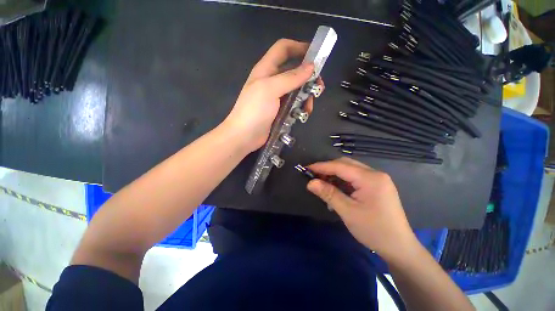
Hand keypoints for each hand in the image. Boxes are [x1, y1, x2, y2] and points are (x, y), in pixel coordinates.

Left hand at [223, 39, 322, 152]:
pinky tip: (303, 114)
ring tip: (309, 107)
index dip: (299, 47)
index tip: (316, 55)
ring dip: (306, 96)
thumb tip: (311, 67)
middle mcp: (271, 81)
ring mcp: (275, 97)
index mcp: (266, 69)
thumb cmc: (254, 111)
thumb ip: (290, 78)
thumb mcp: (270, 90)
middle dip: (307, 77)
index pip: (283, 49)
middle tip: (318, 87)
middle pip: (293, 71)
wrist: (244, 136)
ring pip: (296, 90)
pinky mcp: (279, 111)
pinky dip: (300, 107)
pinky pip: (293, 104)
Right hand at [307, 157, 417, 261]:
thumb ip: (328, 194)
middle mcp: (375, 174)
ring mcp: (377, 180)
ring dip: (335, 175)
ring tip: (323, 184)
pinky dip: (343, 181)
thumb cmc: (374, 230)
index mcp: (370, 178)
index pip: (340, 166)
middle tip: (314, 176)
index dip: (322, 166)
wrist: (399, 248)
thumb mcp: (348, 212)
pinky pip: (356, 178)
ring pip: (350, 170)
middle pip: (346, 164)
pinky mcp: (377, 186)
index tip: (307, 168)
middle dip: (328, 168)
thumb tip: (310, 183)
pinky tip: (336, 191)